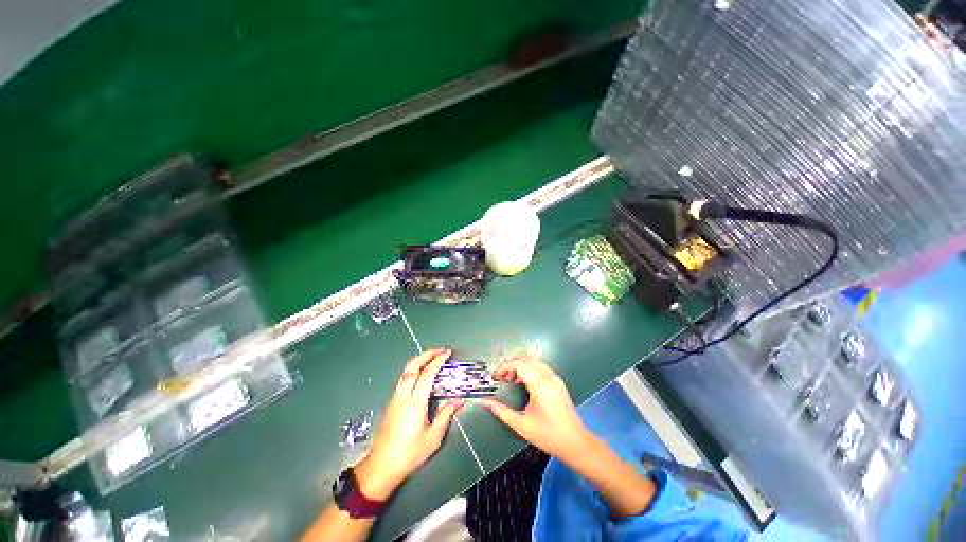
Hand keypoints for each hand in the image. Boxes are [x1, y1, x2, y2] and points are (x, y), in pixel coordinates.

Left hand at [355, 348, 463, 499]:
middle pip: (412, 366)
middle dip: (426, 354)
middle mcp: (403, 395)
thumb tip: (460, 399)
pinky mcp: (392, 402)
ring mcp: (395, 398)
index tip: (448, 353)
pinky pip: (404, 378)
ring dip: (419, 360)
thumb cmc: (410, 454)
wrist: (381, 467)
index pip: (427, 374)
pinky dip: (414, 369)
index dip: (438, 360)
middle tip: (440, 350)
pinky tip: (422, 373)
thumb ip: (446, 415)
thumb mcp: (433, 438)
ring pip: (406, 371)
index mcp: (415, 403)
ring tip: (433, 357)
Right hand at [481, 356, 591, 463]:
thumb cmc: (548, 435)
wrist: (576, 443)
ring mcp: (555, 378)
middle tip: (501, 378)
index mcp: (540, 384)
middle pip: (526, 360)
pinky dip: (529, 369)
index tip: (495, 377)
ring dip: (520, 366)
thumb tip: (485, 402)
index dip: (504, 367)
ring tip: (511, 380)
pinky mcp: (558, 382)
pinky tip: (524, 383)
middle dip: (511, 365)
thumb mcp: (521, 425)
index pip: (519, 364)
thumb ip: (502, 411)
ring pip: (534, 362)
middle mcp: (548, 376)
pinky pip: (541, 367)